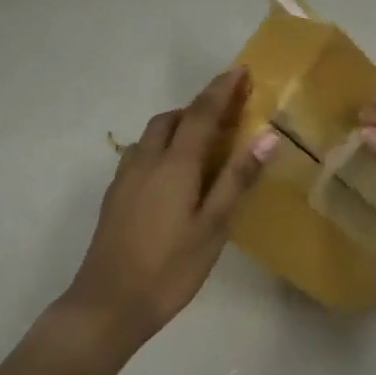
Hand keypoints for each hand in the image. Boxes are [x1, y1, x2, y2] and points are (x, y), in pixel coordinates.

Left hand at [66, 67, 276, 342]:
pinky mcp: (115, 195)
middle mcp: (146, 160)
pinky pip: (142, 153)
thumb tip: (267, 136)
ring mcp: (126, 177)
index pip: (201, 113)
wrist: (107, 304)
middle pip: (173, 118)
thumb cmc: (169, 268)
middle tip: (227, 112)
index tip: (241, 70)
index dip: (222, 89)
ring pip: (153, 135)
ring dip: (179, 125)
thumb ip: (237, 179)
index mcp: (174, 164)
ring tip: (204, 141)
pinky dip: (163, 146)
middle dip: (199, 106)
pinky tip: (174, 173)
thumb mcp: (213, 226)